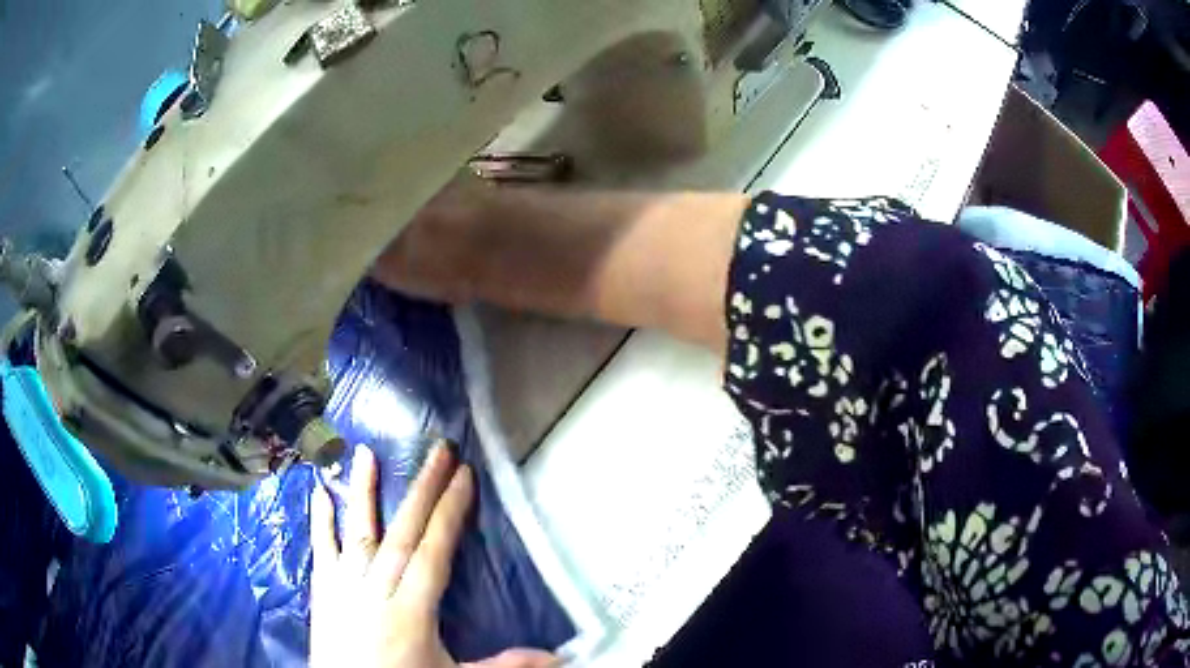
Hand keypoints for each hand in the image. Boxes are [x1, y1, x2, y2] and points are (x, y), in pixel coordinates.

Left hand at [310, 444, 558, 667]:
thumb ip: (503, 665)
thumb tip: (556, 658)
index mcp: (412, 608)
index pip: (435, 550)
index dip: (451, 512)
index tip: (464, 476)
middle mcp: (377, 587)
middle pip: (403, 532)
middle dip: (423, 489)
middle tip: (438, 450)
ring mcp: (345, 584)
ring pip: (357, 530)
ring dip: (362, 491)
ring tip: (366, 452)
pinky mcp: (322, 588)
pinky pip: (320, 548)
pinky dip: (319, 519)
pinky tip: (319, 490)